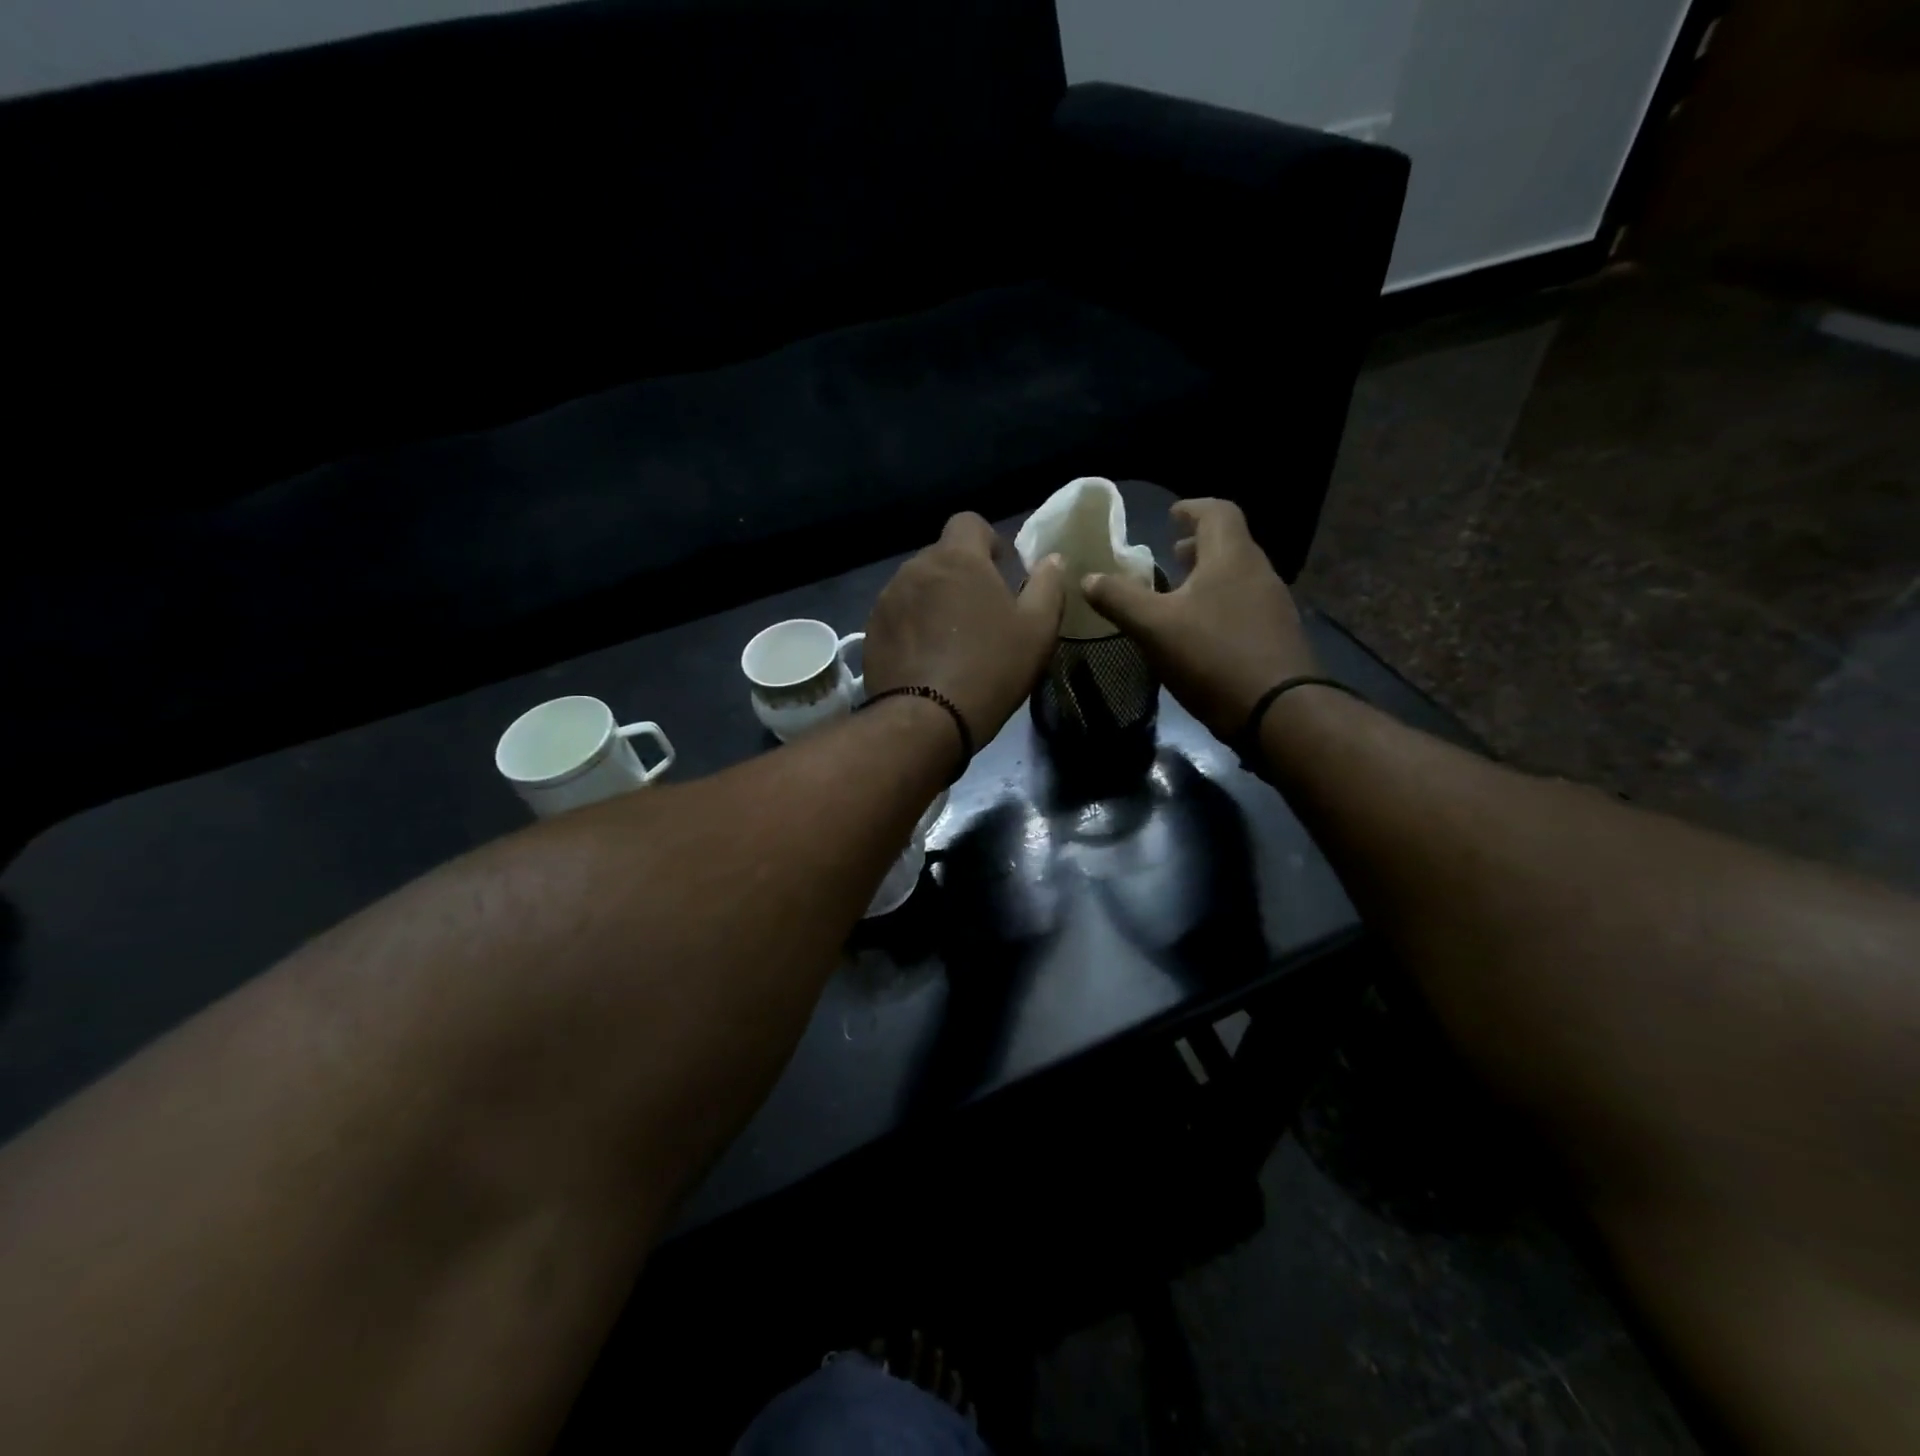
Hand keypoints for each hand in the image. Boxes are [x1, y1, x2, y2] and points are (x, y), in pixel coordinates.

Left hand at [865, 513, 1066, 742]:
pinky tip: (926, 658)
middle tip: (980, 612)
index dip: (986, 540)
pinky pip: (897, 616)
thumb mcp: (1038, 630)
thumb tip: (1052, 559)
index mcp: (958, 558)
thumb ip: (1048, 585)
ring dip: (934, 601)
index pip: (968, 522)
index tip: (999, 568)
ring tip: (951, 639)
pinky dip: (912, 626)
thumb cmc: (991, 668)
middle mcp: (916, 568)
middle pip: (941, 557)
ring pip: (917, 586)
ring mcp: (888, 599)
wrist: (926, 719)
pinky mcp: (871, 631)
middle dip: (960, 574)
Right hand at [1081, 498, 1318, 741]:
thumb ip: (1118, 599)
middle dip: (1198, 546)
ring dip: (1209, 577)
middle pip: (1230, 544)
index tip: (1171, 516)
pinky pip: (1245, 605)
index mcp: (1231, 557)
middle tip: (1171, 556)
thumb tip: (1086, 578)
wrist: (1278, 711)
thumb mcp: (1154, 627)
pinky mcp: (1277, 636)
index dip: (1192, 509)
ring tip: (1180, 595)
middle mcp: (1258, 572)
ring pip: (1238, 576)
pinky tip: (1201, 632)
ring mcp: (1273, 605)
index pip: (1218, 512)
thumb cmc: (1213, 656)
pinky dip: (1221, 604)